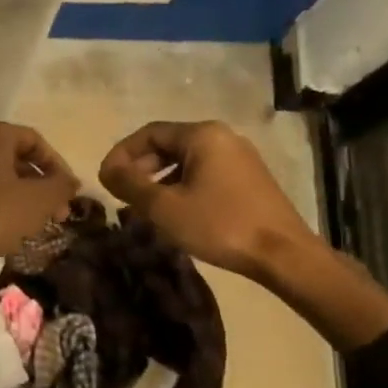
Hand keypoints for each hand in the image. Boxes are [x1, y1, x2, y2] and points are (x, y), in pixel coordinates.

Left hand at [0, 120, 79, 296]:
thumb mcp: (37, 202)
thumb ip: (61, 187)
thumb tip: (71, 181)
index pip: (35, 142)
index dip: (58, 167)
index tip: (69, 194)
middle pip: (14, 158)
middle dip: (39, 185)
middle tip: (56, 213)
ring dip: (19, 195)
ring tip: (34, 223)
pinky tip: (5, 227)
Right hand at [98, 120, 317, 281]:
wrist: (282, 254)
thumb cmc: (219, 225)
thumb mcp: (164, 207)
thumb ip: (130, 184)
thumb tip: (106, 170)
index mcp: (202, 135)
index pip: (148, 133)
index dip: (121, 154)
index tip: (105, 179)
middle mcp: (222, 137)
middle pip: (168, 144)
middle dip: (139, 168)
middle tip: (121, 193)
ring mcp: (239, 157)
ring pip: (185, 161)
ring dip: (158, 179)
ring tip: (142, 206)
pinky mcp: (248, 179)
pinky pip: (204, 173)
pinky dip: (181, 186)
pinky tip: (173, 212)